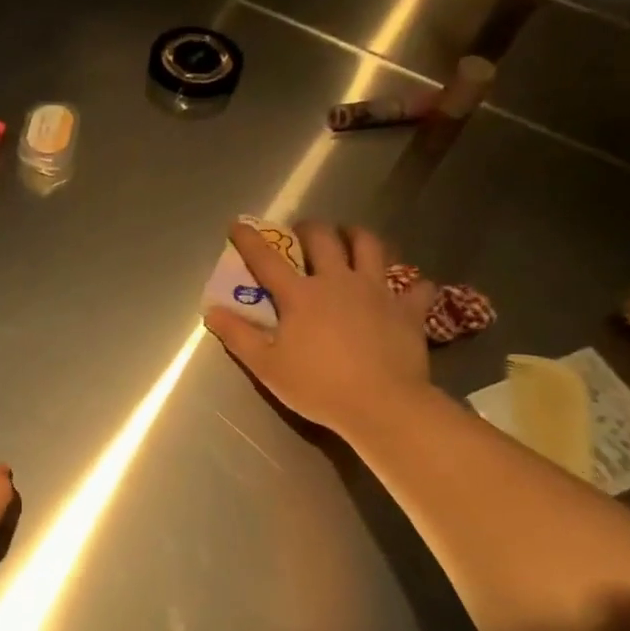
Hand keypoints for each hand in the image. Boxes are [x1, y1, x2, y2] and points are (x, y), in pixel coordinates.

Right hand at [204, 221, 435, 437]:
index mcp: (300, 295)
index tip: (237, 225)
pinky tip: (407, 290)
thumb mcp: (266, 366)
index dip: (248, 240)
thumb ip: (238, 335)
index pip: (266, 259)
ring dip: (358, 237)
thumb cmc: (318, 386)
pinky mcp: (407, 310)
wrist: (382, 405)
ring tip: (352, 239)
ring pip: (370, 246)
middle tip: (303, 232)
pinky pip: (417, 287)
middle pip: (323, 238)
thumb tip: (212, 311)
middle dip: (309, 228)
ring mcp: (376, 292)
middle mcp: (337, 281)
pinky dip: (411, 285)